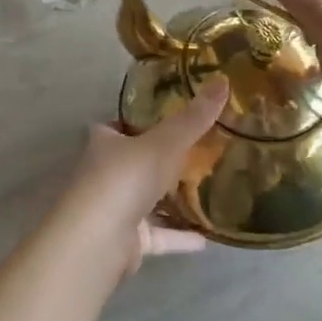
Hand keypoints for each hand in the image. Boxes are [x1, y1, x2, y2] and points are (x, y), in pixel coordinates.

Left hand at [57, 77, 226, 273]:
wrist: (98, 239)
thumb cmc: (125, 177)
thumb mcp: (165, 142)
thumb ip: (194, 118)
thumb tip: (223, 80)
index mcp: (105, 142)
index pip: (121, 125)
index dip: (143, 121)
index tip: (173, 118)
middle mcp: (105, 172)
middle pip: (135, 162)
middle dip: (161, 160)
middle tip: (200, 153)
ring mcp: (113, 208)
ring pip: (146, 200)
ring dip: (170, 200)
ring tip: (207, 193)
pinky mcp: (125, 241)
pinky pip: (157, 234)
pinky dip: (178, 236)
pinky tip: (207, 238)